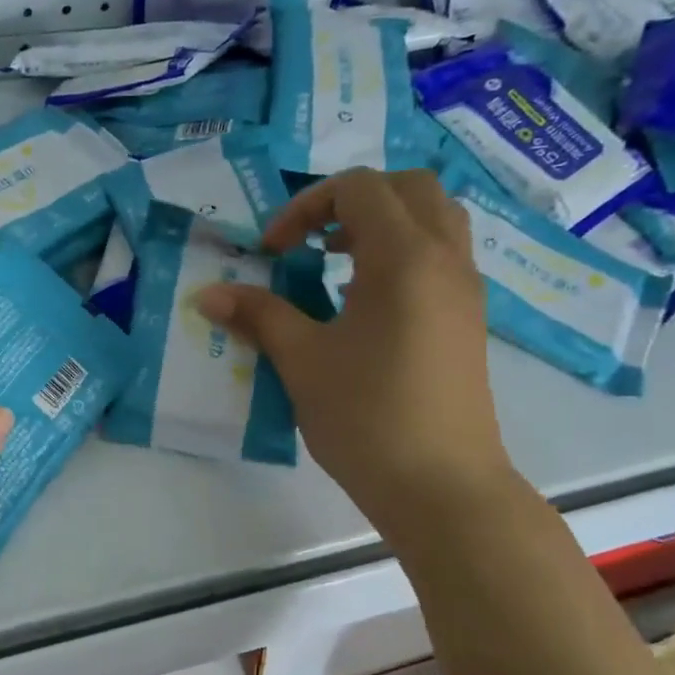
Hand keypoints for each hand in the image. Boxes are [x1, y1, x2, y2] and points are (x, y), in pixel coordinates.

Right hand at [196, 167, 514, 532]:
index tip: (272, 253)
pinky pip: (440, 257)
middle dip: (350, 202)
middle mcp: (445, 259)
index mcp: (405, 257)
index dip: (305, 207)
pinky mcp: (468, 320)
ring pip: (433, 219)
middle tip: (310, 242)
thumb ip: (258, 316)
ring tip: (335, 265)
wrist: (442, 487)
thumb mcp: (302, 361)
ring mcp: (464, 290)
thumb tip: (206, 294)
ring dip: (381, 225)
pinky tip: (362, 306)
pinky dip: (401, 255)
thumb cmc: (367, 417)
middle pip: (408, 188)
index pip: (359, 188)